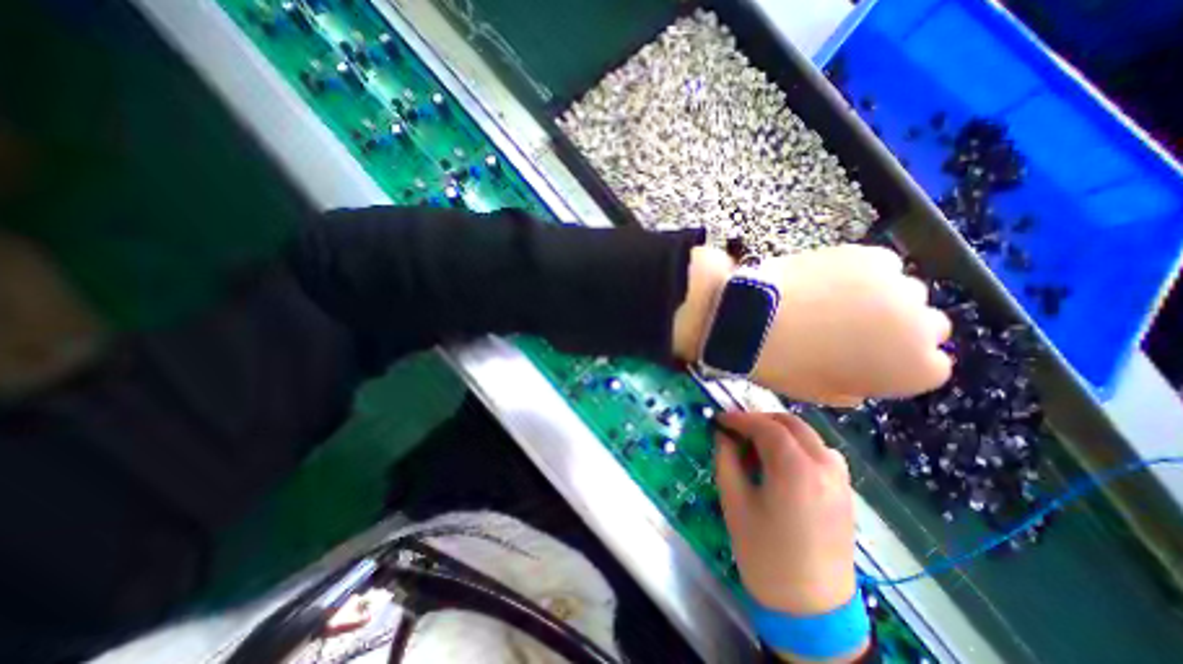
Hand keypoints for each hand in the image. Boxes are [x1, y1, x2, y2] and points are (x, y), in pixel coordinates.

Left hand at [674, 243, 948, 403]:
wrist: (753, 317)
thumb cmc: (784, 363)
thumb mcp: (821, 392)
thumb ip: (855, 387)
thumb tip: (861, 378)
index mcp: (914, 370)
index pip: (931, 365)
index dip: (894, 361)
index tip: (868, 356)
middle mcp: (922, 326)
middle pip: (926, 326)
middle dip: (897, 329)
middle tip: (853, 327)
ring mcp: (899, 285)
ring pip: (904, 292)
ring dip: (881, 298)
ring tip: (835, 301)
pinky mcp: (872, 255)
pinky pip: (880, 266)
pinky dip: (862, 273)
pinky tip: (829, 281)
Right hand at [711, 412, 866, 662]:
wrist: (811, 609)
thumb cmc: (764, 555)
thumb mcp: (734, 502)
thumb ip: (726, 459)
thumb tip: (723, 435)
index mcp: (796, 470)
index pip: (766, 426)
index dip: (739, 418)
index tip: (720, 419)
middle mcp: (824, 466)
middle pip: (791, 423)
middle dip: (760, 420)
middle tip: (736, 430)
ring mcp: (840, 479)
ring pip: (808, 435)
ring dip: (780, 430)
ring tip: (756, 445)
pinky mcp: (845, 491)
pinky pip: (821, 452)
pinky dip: (798, 445)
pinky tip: (782, 462)